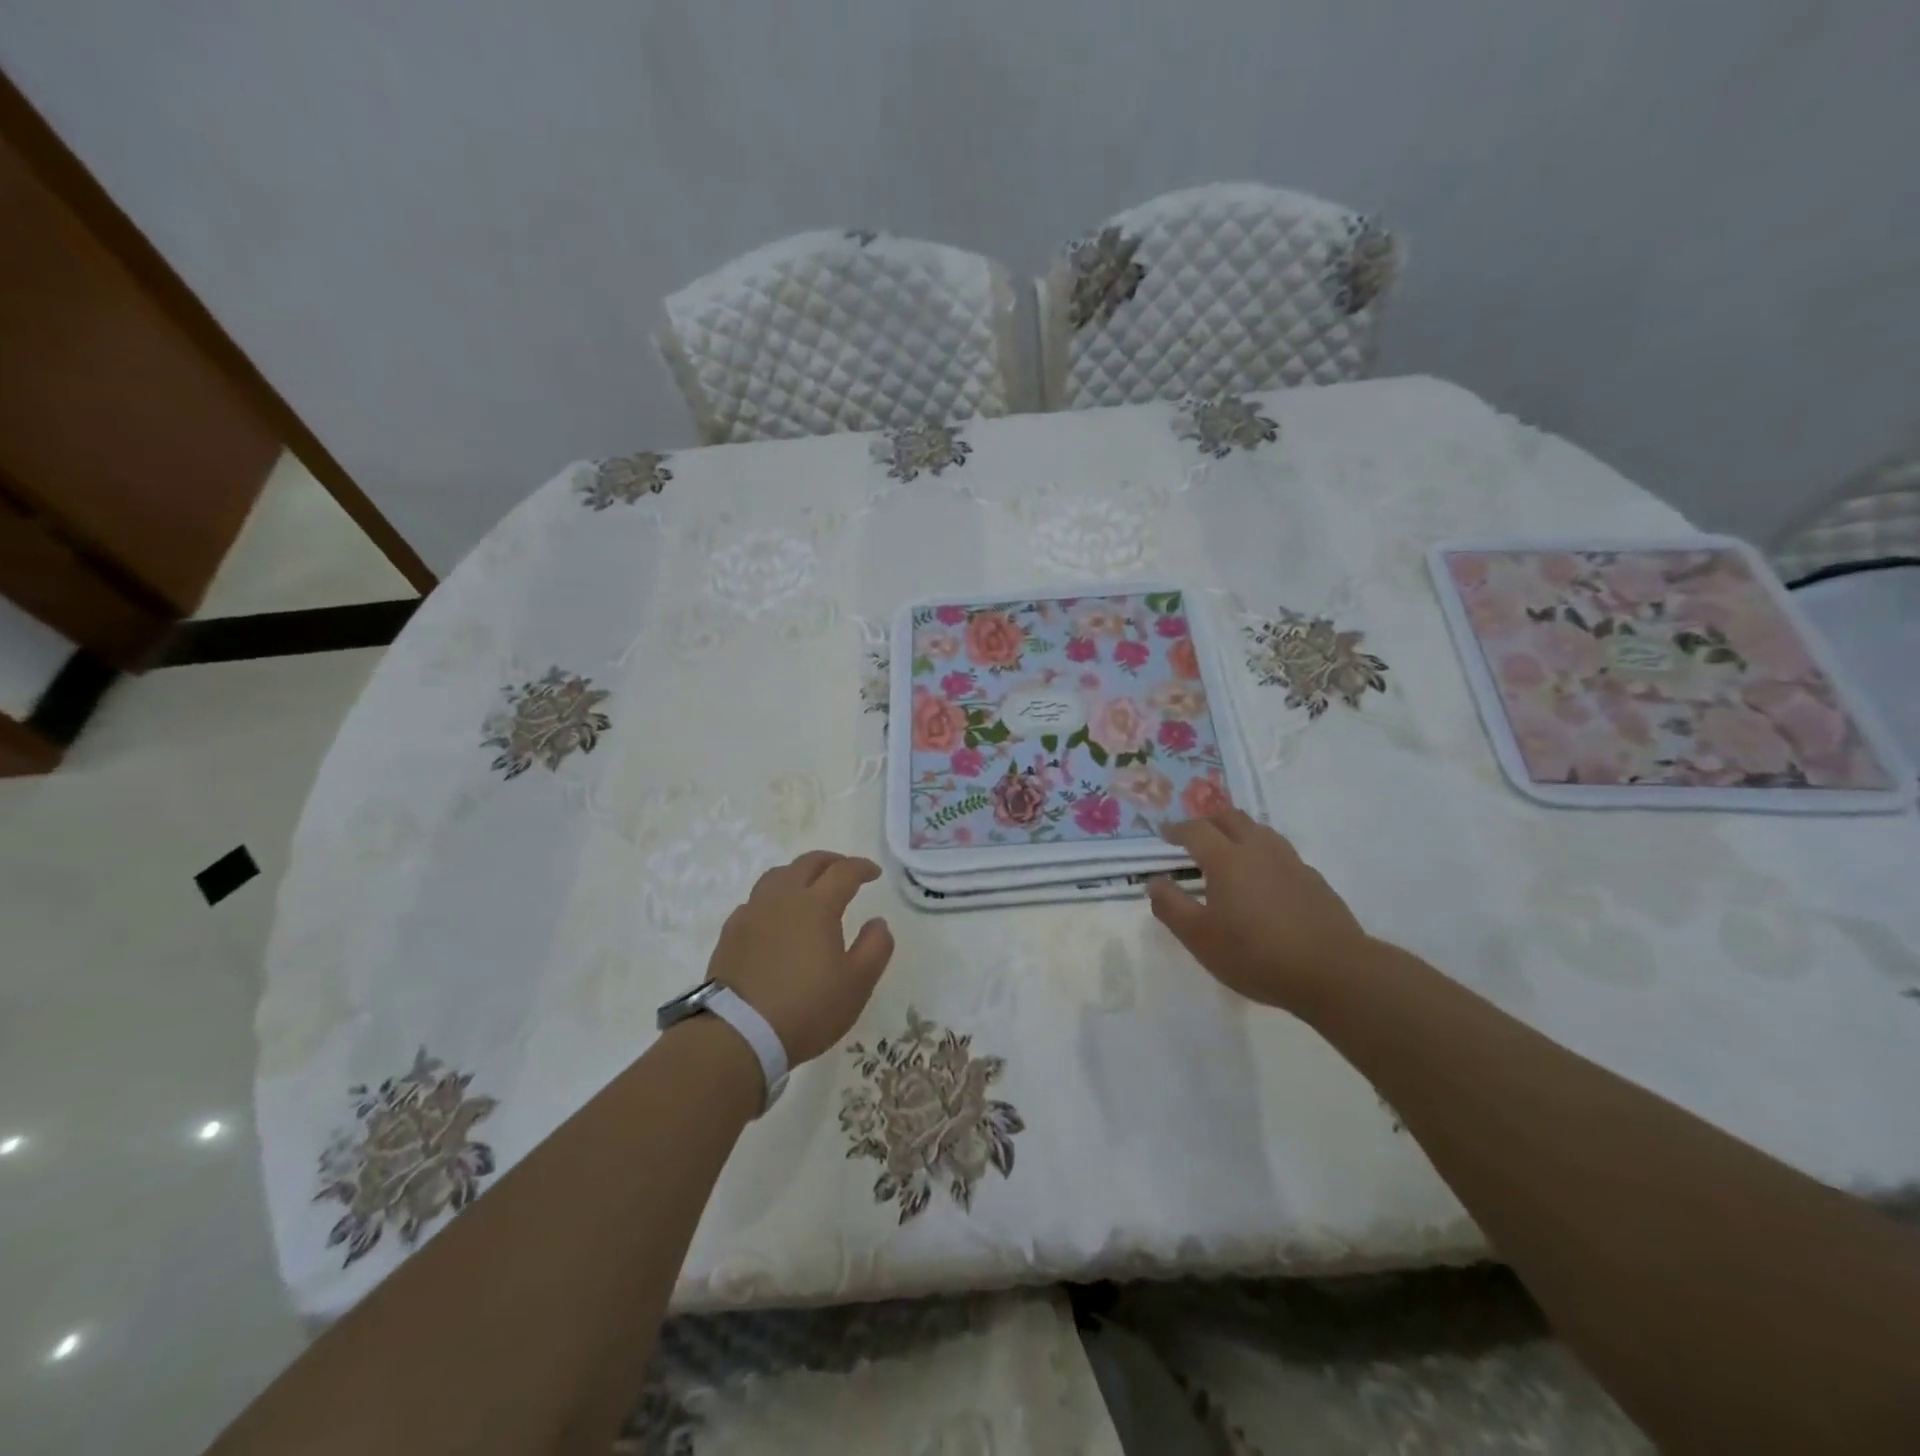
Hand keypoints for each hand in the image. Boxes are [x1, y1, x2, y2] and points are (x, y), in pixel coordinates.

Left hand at [705, 851, 895, 1065]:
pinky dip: (773, 898)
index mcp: (816, 905)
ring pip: (777, 876)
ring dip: (799, 873)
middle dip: (831, 861)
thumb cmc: (806, 1008)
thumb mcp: (856, 984)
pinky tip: (776, 917)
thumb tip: (878, 922)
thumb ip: (875, 948)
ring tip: (809, 887)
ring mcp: (752, 913)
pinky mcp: (731, 932)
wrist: (738, 1034)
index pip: (843, 871)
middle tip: (845, 871)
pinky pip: (756, 900)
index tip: (874, 873)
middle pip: (807, 863)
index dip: (862, 867)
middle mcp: (782, 898)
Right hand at [1148, 810, 1368, 1014]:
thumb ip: (1172, 906)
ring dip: (1237, 831)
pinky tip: (1262, 878)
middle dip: (1208, 821)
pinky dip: (1262, 853)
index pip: (1196, 830)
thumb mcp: (1200, 938)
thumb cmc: (1257, 955)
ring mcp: (1291, 862)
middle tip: (1194, 836)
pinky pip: (1280, 852)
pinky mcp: (1313, 880)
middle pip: (1231, 818)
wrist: (1334, 972)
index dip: (1177, 829)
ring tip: (1227, 850)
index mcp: (1227, 859)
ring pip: (1259, 830)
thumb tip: (1154, 881)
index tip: (1164, 835)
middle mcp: (1258, 850)